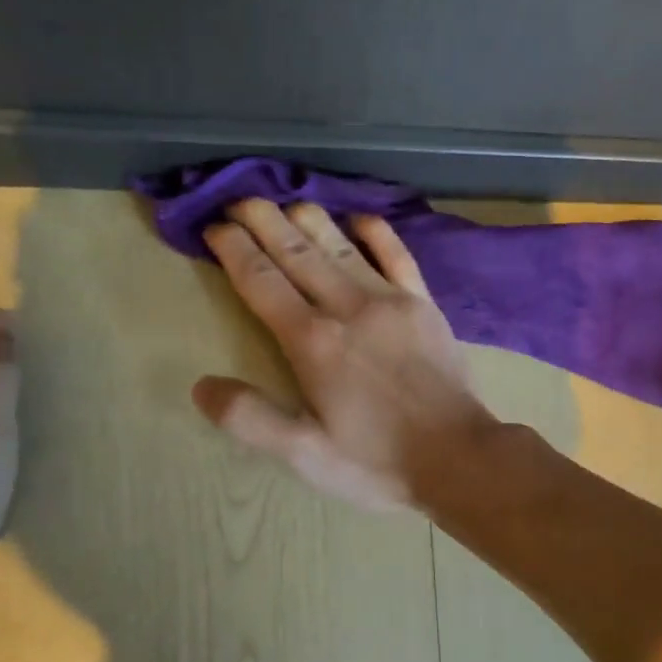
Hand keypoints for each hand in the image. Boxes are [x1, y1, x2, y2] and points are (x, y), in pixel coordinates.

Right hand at [194, 199, 496, 509]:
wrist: (459, 456)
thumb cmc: (377, 462)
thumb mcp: (305, 455)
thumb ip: (251, 419)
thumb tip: (201, 385)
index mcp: (313, 342)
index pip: (261, 281)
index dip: (234, 250)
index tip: (214, 228)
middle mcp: (348, 308)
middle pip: (297, 252)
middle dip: (263, 221)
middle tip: (239, 199)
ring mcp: (391, 300)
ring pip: (341, 245)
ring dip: (310, 218)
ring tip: (284, 201)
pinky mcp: (424, 303)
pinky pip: (398, 255)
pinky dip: (376, 232)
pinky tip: (360, 218)